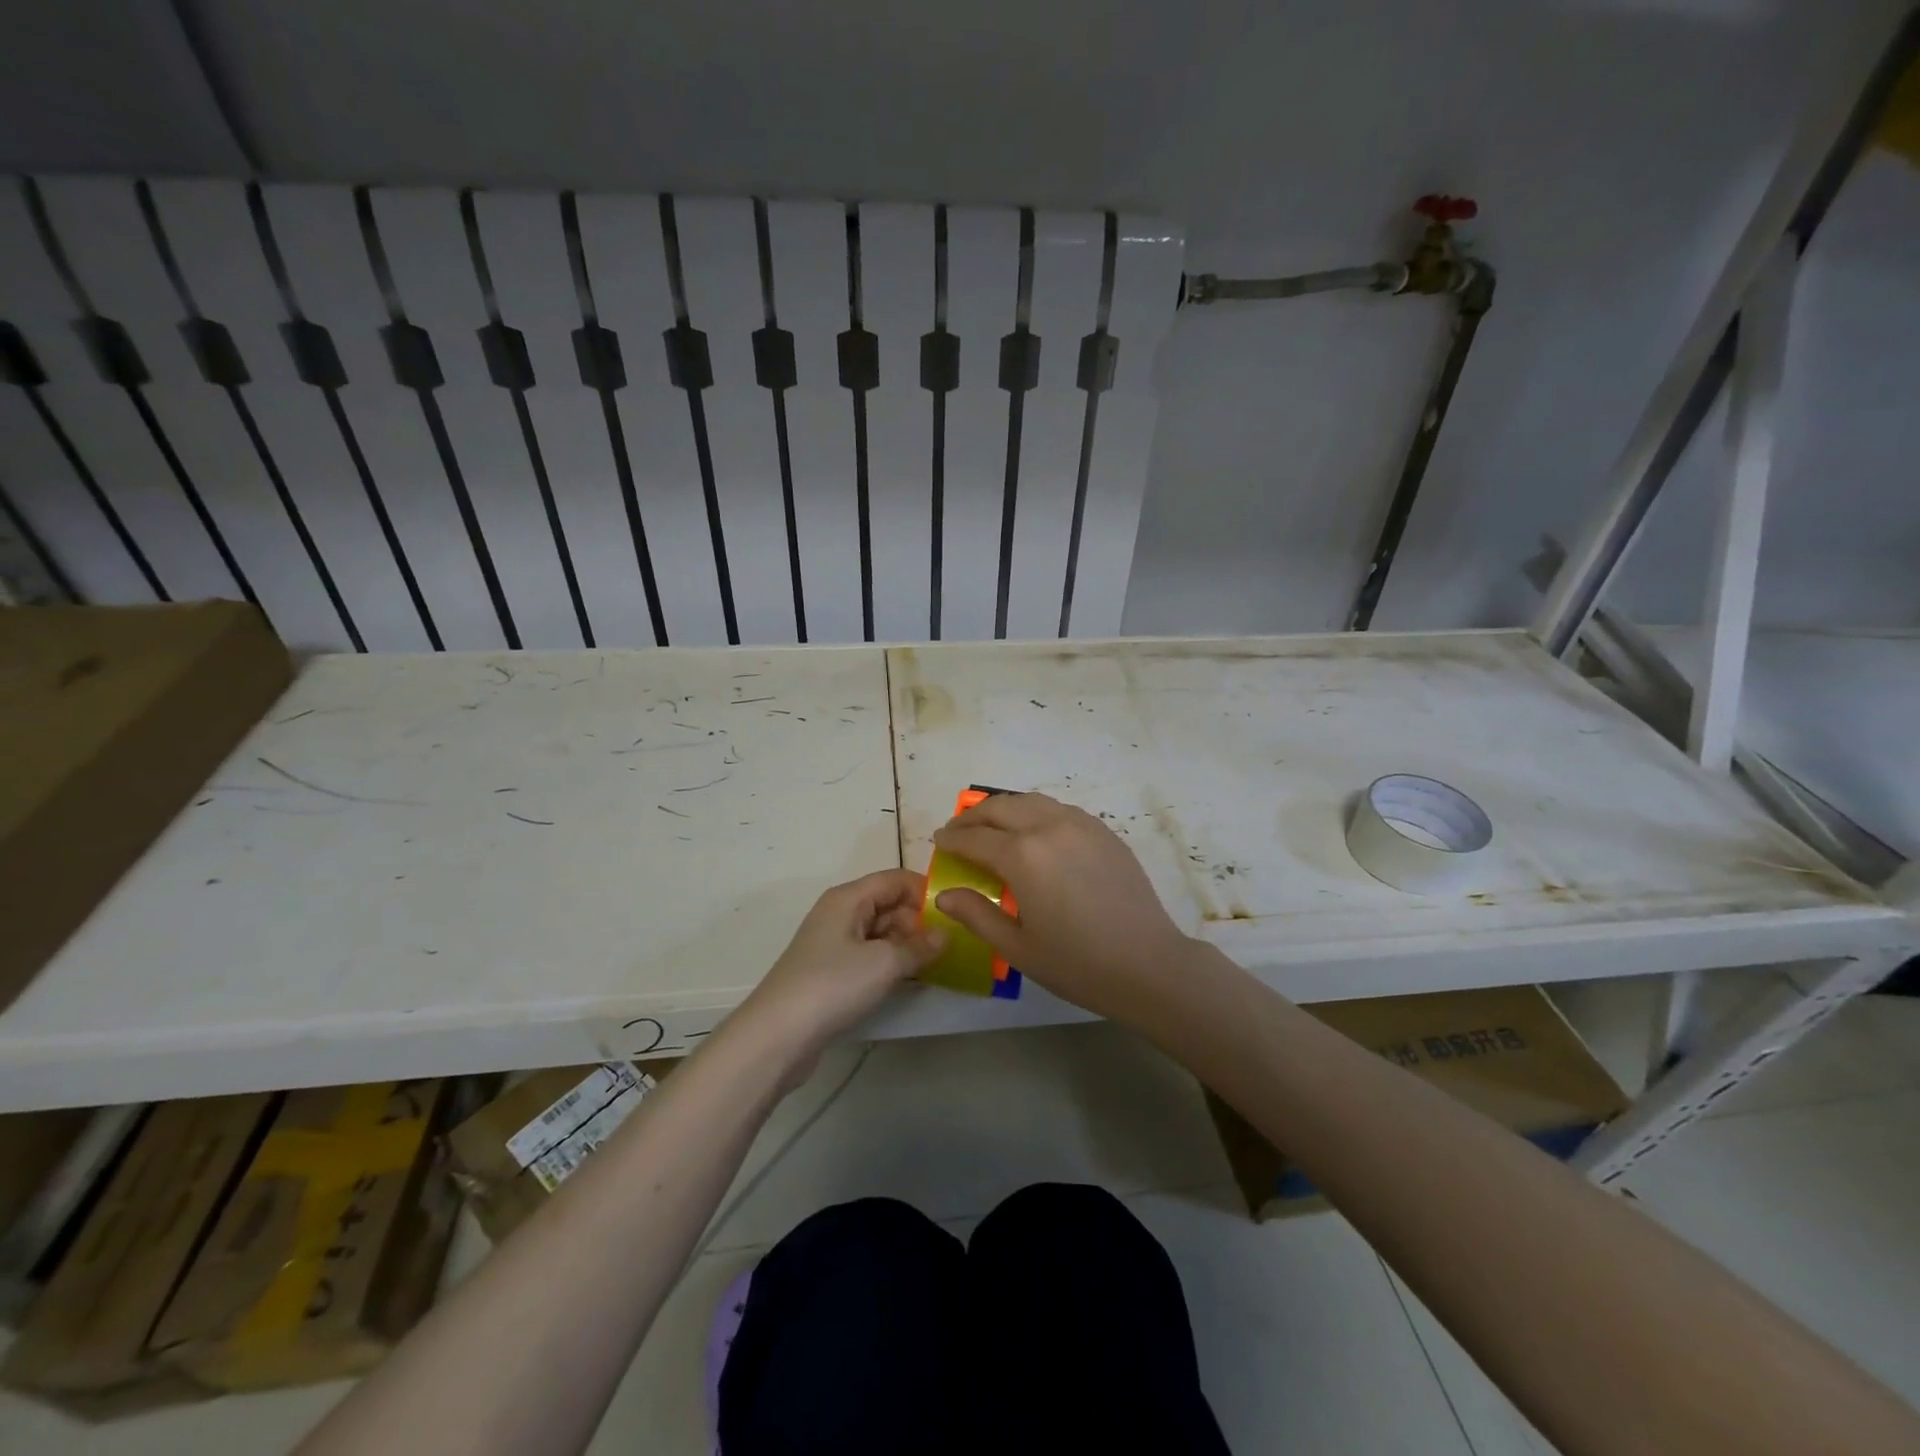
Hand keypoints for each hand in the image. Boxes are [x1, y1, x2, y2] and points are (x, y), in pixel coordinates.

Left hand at [731, 869, 943, 1073]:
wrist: (777, 1035)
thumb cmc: (832, 985)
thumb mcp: (884, 963)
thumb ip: (920, 946)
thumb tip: (945, 934)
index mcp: (848, 898)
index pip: (895, 879)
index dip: (925, 891)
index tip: (956, 914)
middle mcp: (840, 913)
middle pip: (889, 904)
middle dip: (919, 921)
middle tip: (951, 945)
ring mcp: (834, 943)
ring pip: (881, 932)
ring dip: (908, 945)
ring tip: (939, 964)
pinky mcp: (831, 971)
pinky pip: (870, 955)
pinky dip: (891, 963)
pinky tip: (911, 980)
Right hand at [932, 793, 1195, 1022]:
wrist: (1148, 964)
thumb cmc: (1077, 963)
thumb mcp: (1017, 947)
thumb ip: (977, 914)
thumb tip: (943, 895)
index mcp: (1023, 855)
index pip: (975, 838)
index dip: (952, 839)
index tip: (938, 840)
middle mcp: (1049, 827)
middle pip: (1001, 808)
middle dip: (973, 816)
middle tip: (958, 830)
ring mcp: (1080, 824)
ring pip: (1031, 801)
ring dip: (1004, 809)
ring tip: (991, 826)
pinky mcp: (1103, 831)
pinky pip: (1059, 809)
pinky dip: (1036, 812)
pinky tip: (1033, 831)